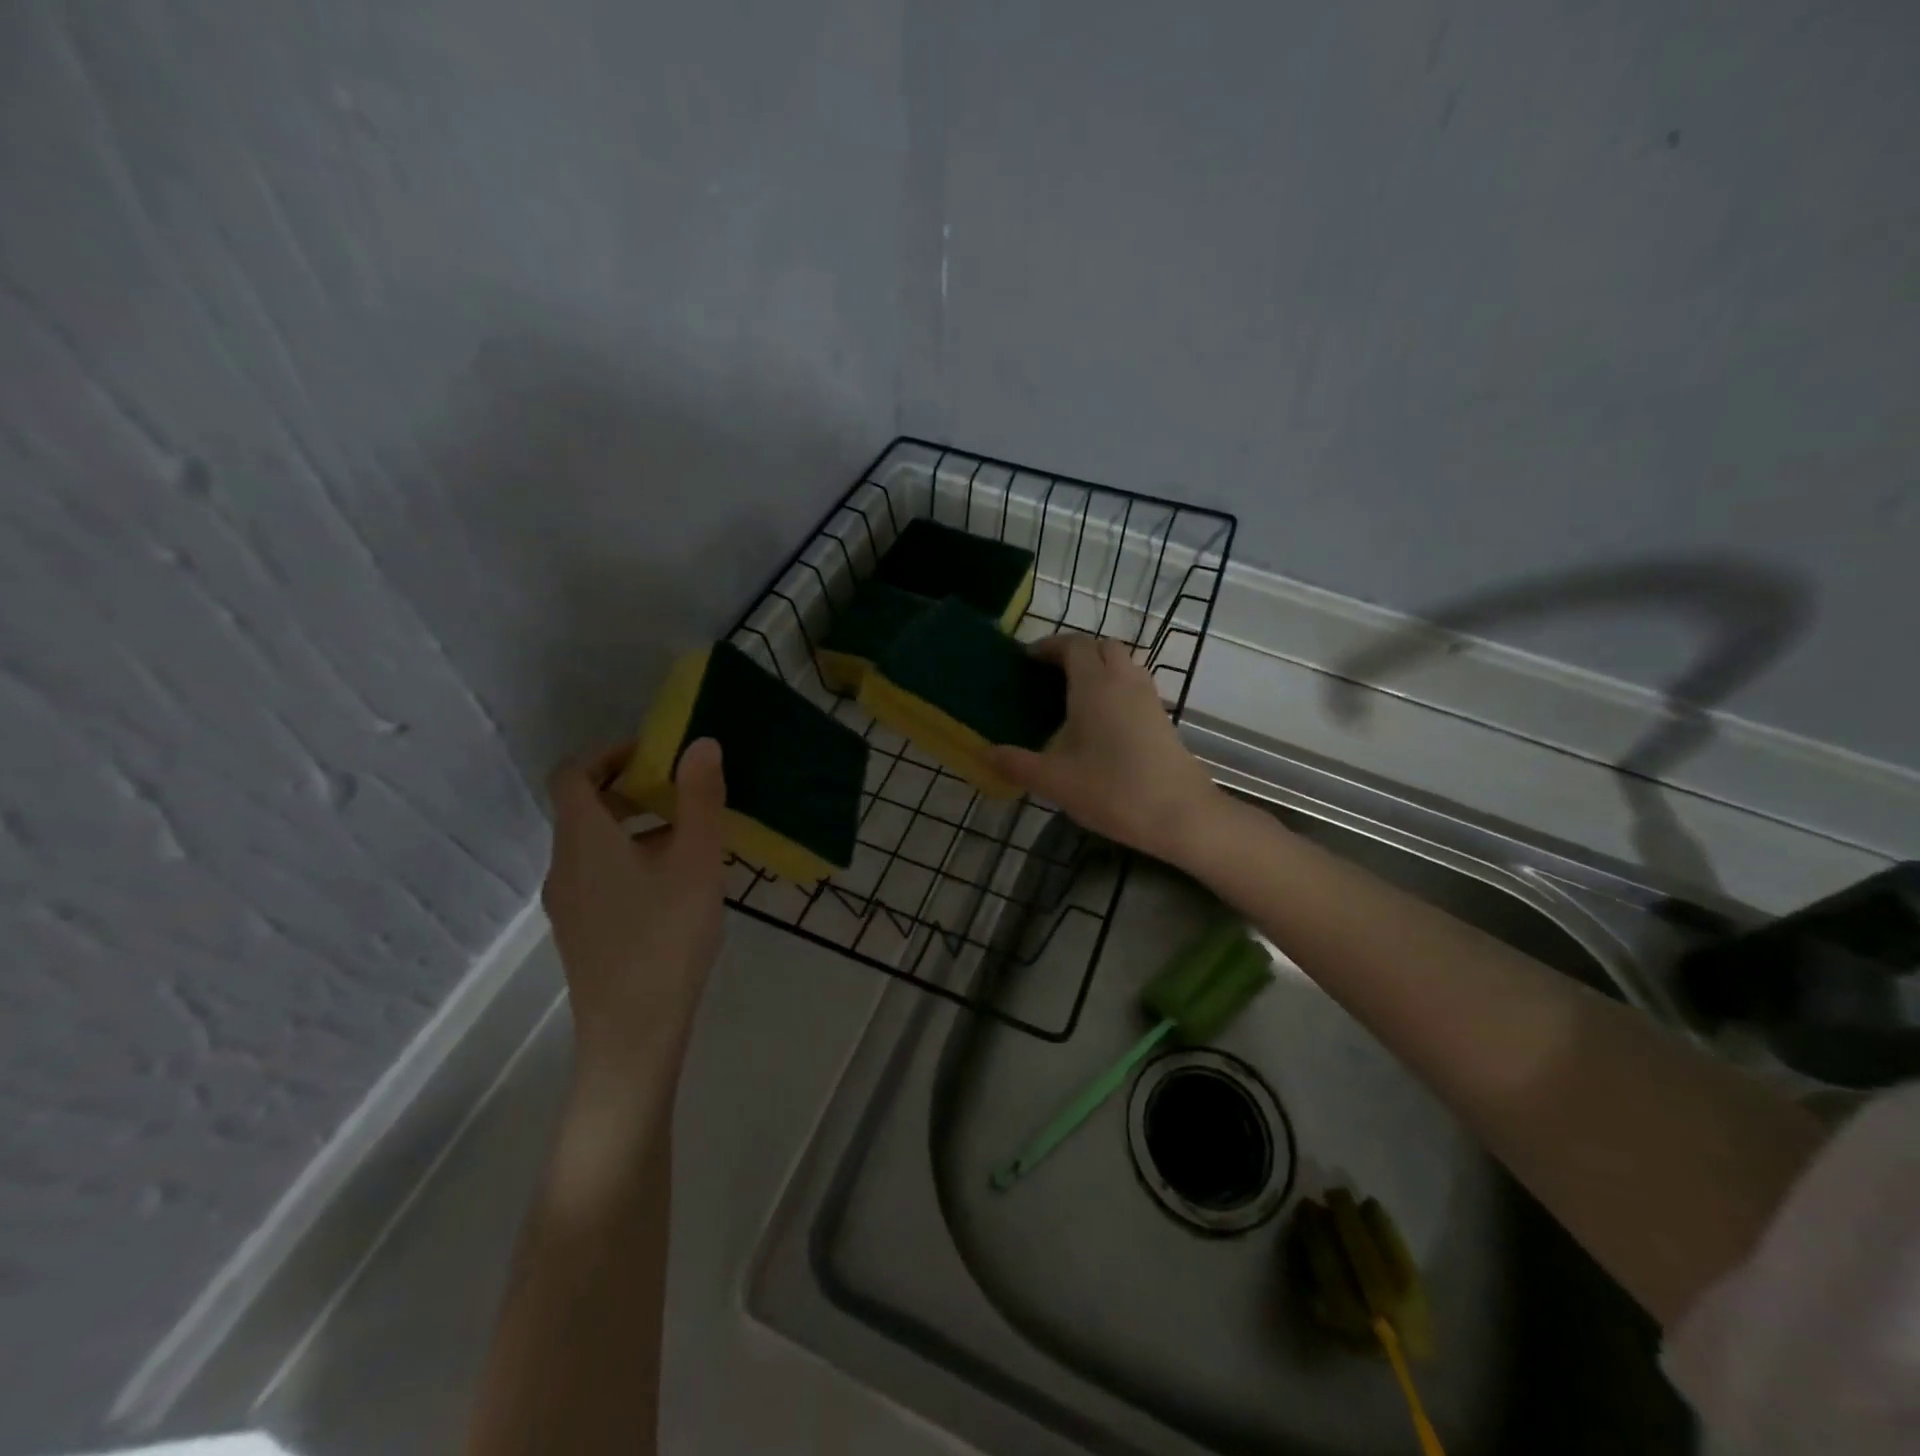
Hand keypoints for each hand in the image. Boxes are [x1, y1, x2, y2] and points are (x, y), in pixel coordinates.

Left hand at [542, 739, 727, 1079]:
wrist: (632, 1034)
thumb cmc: (666, 937)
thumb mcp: (696, 861)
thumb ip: (699, 798)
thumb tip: (700, 743)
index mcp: (583, 840)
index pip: (574, 774)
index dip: (611, 754)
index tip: (656, 755)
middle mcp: (564, 865)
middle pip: (584, 808)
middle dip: (632, 789)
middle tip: (683, 791)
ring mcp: (568, 903)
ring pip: (595, 844)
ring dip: (636, 825)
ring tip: (690, 837)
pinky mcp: (581, 931)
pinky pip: (600, 874)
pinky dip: (631, 858)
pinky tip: (676, 884)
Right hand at [987, 634, 1221, 862]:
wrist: (1181, 815)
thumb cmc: (1113, 790)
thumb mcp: (1055, 781)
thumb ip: (1017, 763)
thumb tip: (985, 753)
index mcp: (1095, 685)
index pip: (1073, 645)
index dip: (1048, 646)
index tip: (1026, 660)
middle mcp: (1124, 681)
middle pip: (1101, 647)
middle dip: (1074, 652)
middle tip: (1048, 676)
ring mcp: (1148, 698)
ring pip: (1123, 664)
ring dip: (1098, 668)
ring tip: (1073, 696)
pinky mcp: (1162, 717)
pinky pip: (1135, 685)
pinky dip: (1115, 687)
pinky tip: (1100, 722)